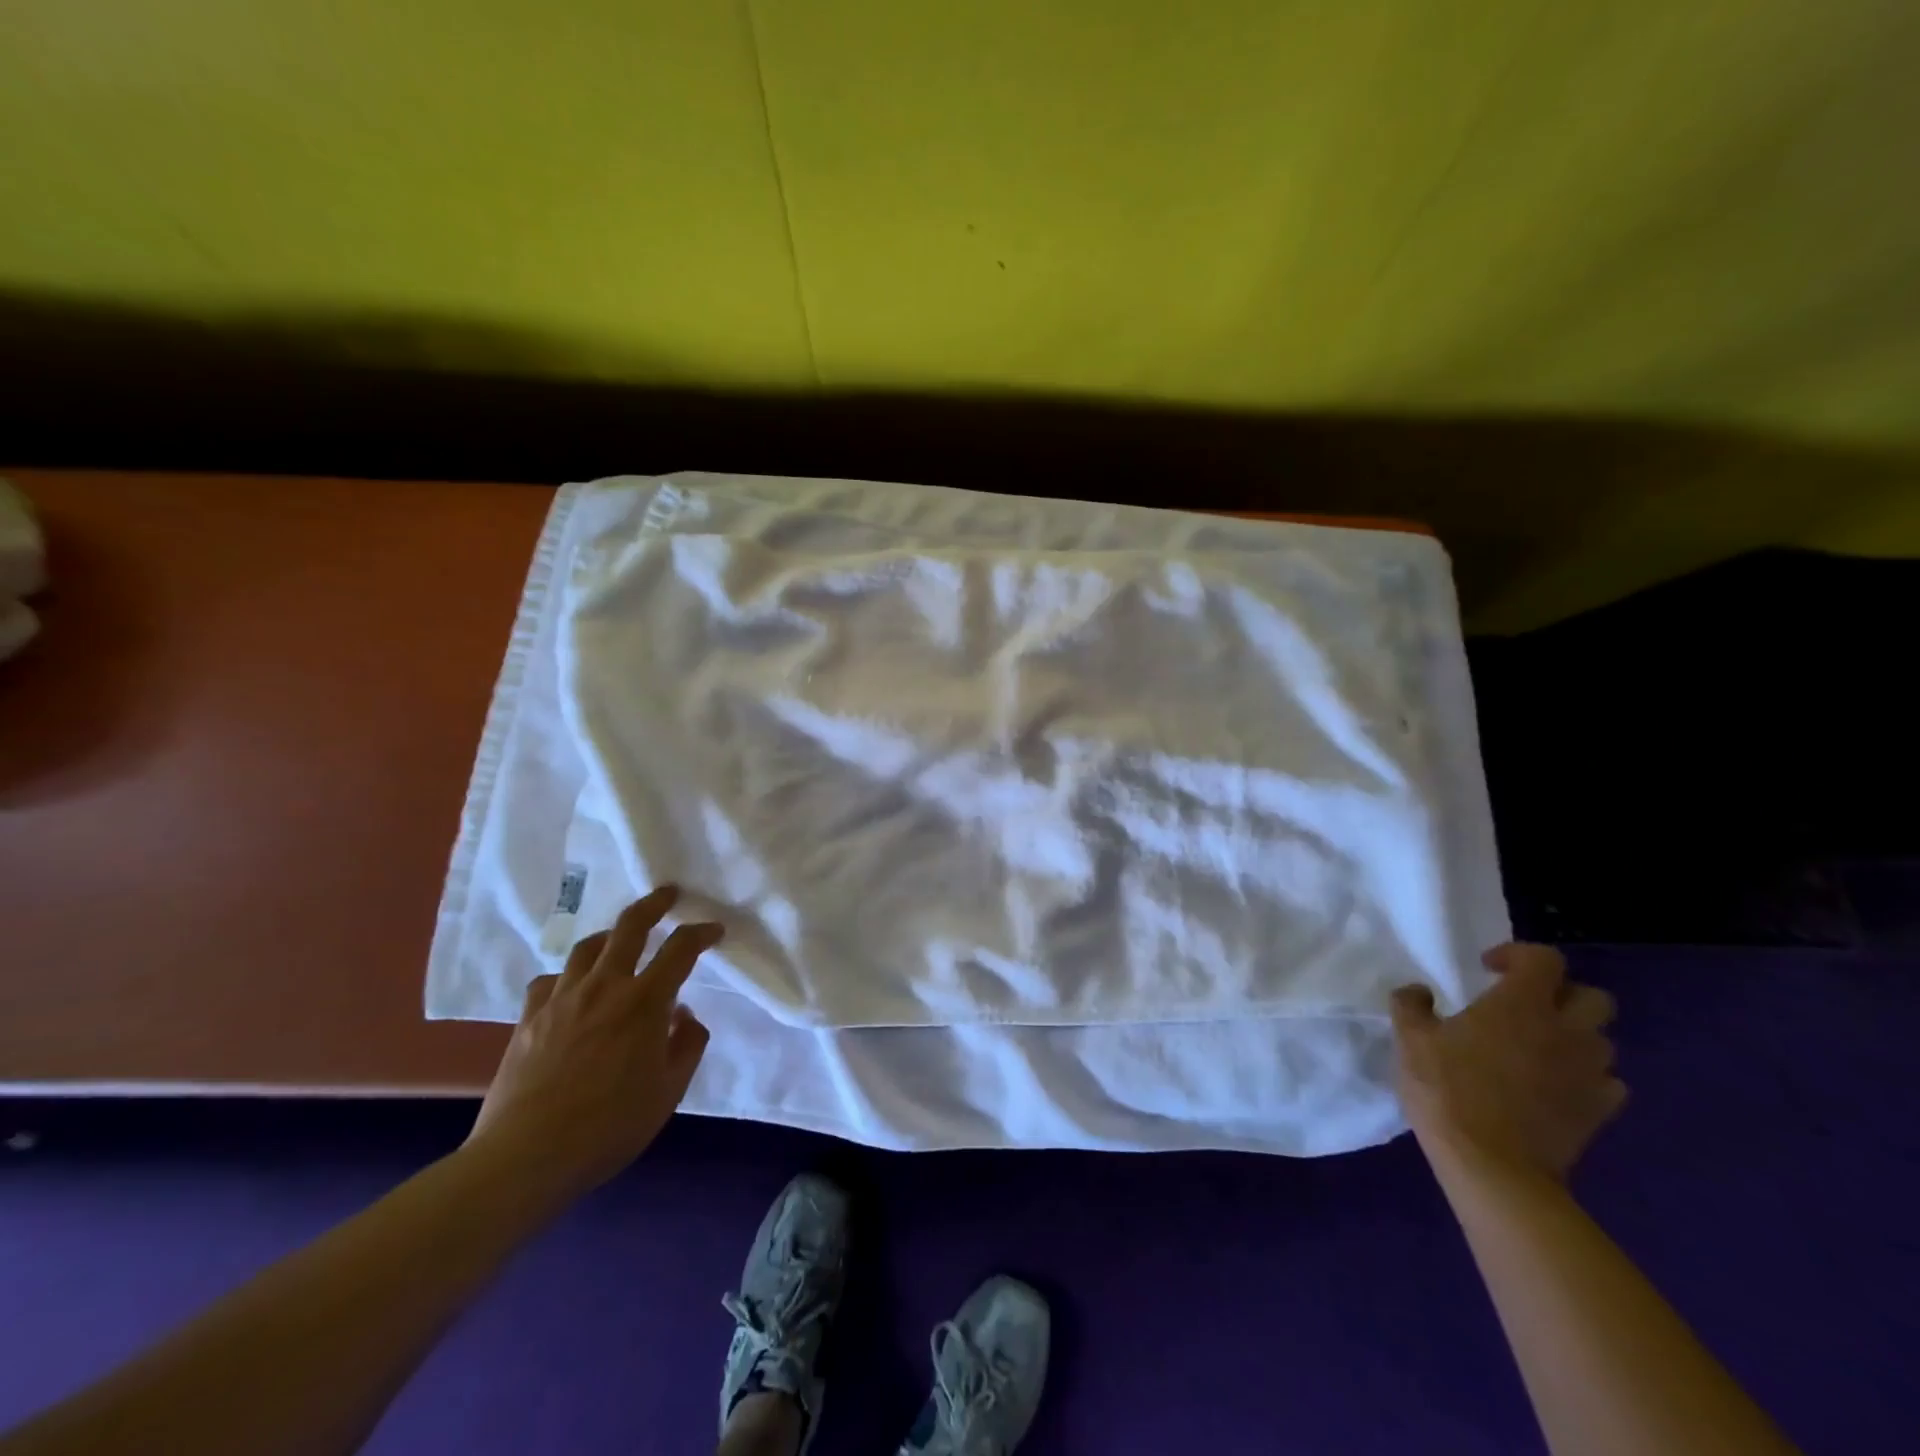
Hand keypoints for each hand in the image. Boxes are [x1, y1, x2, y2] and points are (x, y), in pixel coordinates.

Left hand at [467, 885, 719, 1200]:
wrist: (527, 1155)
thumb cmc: (610, 1126)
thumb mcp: (669, 1092)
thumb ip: (686, 1046)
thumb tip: (684, 1016)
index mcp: (645, 1001)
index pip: (681, 949)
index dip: (701, 933)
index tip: (714, 929)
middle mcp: (605, 986)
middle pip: (630, 927)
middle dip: (654, 904)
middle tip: (668, 894)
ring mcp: (562, 998)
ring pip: (588, 947)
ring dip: (610, 935)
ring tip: (620, 938)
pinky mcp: (529, 1018)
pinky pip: (550, 980)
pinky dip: (568, 976)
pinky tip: (572, 989)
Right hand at [1391, 943, 1624, 1181]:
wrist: (1493, 1167)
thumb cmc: (1447, 1090)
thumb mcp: (1410, 1039)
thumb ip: (1412, 1005)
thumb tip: (1419, 992)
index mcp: (1521, 1004)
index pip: (1544, 959)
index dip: (1518, 955)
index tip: (1489, 970)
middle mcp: (1565, 1031)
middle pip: (1592, 996)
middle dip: (1562, 995)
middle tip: (1525, 1007)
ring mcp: (1588, 1073)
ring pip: (1603, 1040)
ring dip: (1575, 1037)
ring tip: (1539, 1048)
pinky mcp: (1599, 1112)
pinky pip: (1607, 1083)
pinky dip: (1586, 1077)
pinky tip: (1556, 1086)